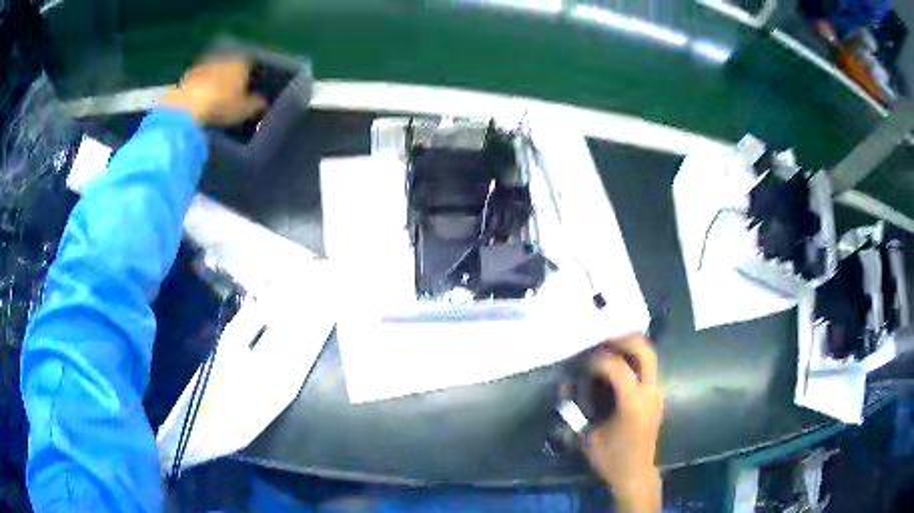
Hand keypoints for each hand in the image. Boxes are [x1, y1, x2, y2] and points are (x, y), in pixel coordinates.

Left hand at [158, 58, 266, 126]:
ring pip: (215, 71)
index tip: (251, 88)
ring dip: (216, 80)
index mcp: (243, 62)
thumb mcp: (244, 109)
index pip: (252, 65)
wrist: (187, 105)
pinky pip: (199, 80)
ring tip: (215, 98)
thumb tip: (263, 103)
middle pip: (232, 66)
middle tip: (233, 93)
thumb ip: (255, 104)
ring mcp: (206, 64)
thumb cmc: (221, 105)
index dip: (252, 77)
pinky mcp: (189, 75)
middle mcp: (226, 58)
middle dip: (232, 77)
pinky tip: (200, 100)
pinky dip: (201, 87)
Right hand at [583, 335, 662, 512]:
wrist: (636, 474)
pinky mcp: (657, 396)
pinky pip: (649, 368)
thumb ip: (577, 412)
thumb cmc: (611, 458)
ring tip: (609, 349)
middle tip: (603, 340)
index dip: (598, 359)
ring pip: (650, 356)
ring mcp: (657, 393)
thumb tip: (566, 388)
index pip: (617, 366)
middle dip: (623, 340)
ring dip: (630, 348)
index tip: (583, 362)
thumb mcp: (588, 437)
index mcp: (633, 402)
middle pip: (644, 350)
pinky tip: (618, 367)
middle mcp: (650, 392)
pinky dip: (634, 360)